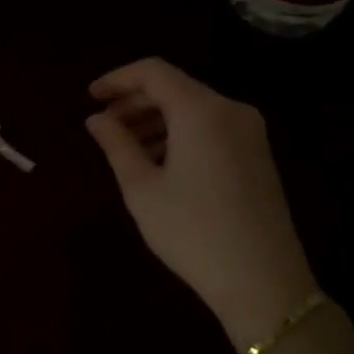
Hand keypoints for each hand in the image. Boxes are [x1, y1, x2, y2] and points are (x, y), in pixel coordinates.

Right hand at [86, 58, 316, 348]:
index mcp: (201, 111)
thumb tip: (96, 119)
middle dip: (135, 101)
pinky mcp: (258, 154)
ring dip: (157, 119)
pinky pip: (211, 128)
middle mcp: (230, 110)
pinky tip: (160, 161)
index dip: (118, 79)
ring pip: (194, 109)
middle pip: (175, 88)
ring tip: (125, 147)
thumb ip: (116, 145)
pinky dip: (180, 134)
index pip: (153, 72)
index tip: (90, 97)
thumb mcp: (142, 189)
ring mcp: (250, 132)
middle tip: (103, 124)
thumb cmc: (192, 232)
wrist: (262, 281)